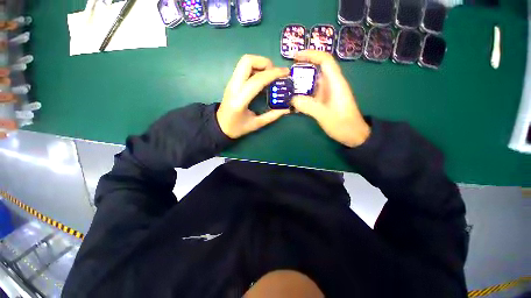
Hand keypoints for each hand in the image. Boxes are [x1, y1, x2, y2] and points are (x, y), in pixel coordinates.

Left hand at [217, 55, 289, 138]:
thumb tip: (287, 109)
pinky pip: (244, 68)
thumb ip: (272, 116)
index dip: (273, 74)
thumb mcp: (256, 124)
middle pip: (247, 61)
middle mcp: (234, 87)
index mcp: (240, 100)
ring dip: (260, 63)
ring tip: (270, 75)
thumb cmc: (237, 128)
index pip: (257, 80)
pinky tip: (262, 79)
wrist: (219, 126)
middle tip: (274, 73)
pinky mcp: (232, 82)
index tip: (286, 72)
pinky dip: (255, 68)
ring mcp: (231, 82)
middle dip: (265, 62)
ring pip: (244, 61)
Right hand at [291, 51, 370, 146]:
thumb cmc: (343, 125)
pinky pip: (311, 93)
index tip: (295, 56)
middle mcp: (332, 84)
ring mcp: (327, 93)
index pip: (325, 60)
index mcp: (336, 83)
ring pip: (312, 82)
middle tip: (286, 75)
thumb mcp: (325, 116)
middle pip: (317, 69)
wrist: (353, 135)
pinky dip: (302, 94)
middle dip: (301, 69)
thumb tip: (292, 98)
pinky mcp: (324, 100)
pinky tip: (294, 100)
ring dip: (300, 83)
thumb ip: (309, 107)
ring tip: (286, 87)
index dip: (311, 54)